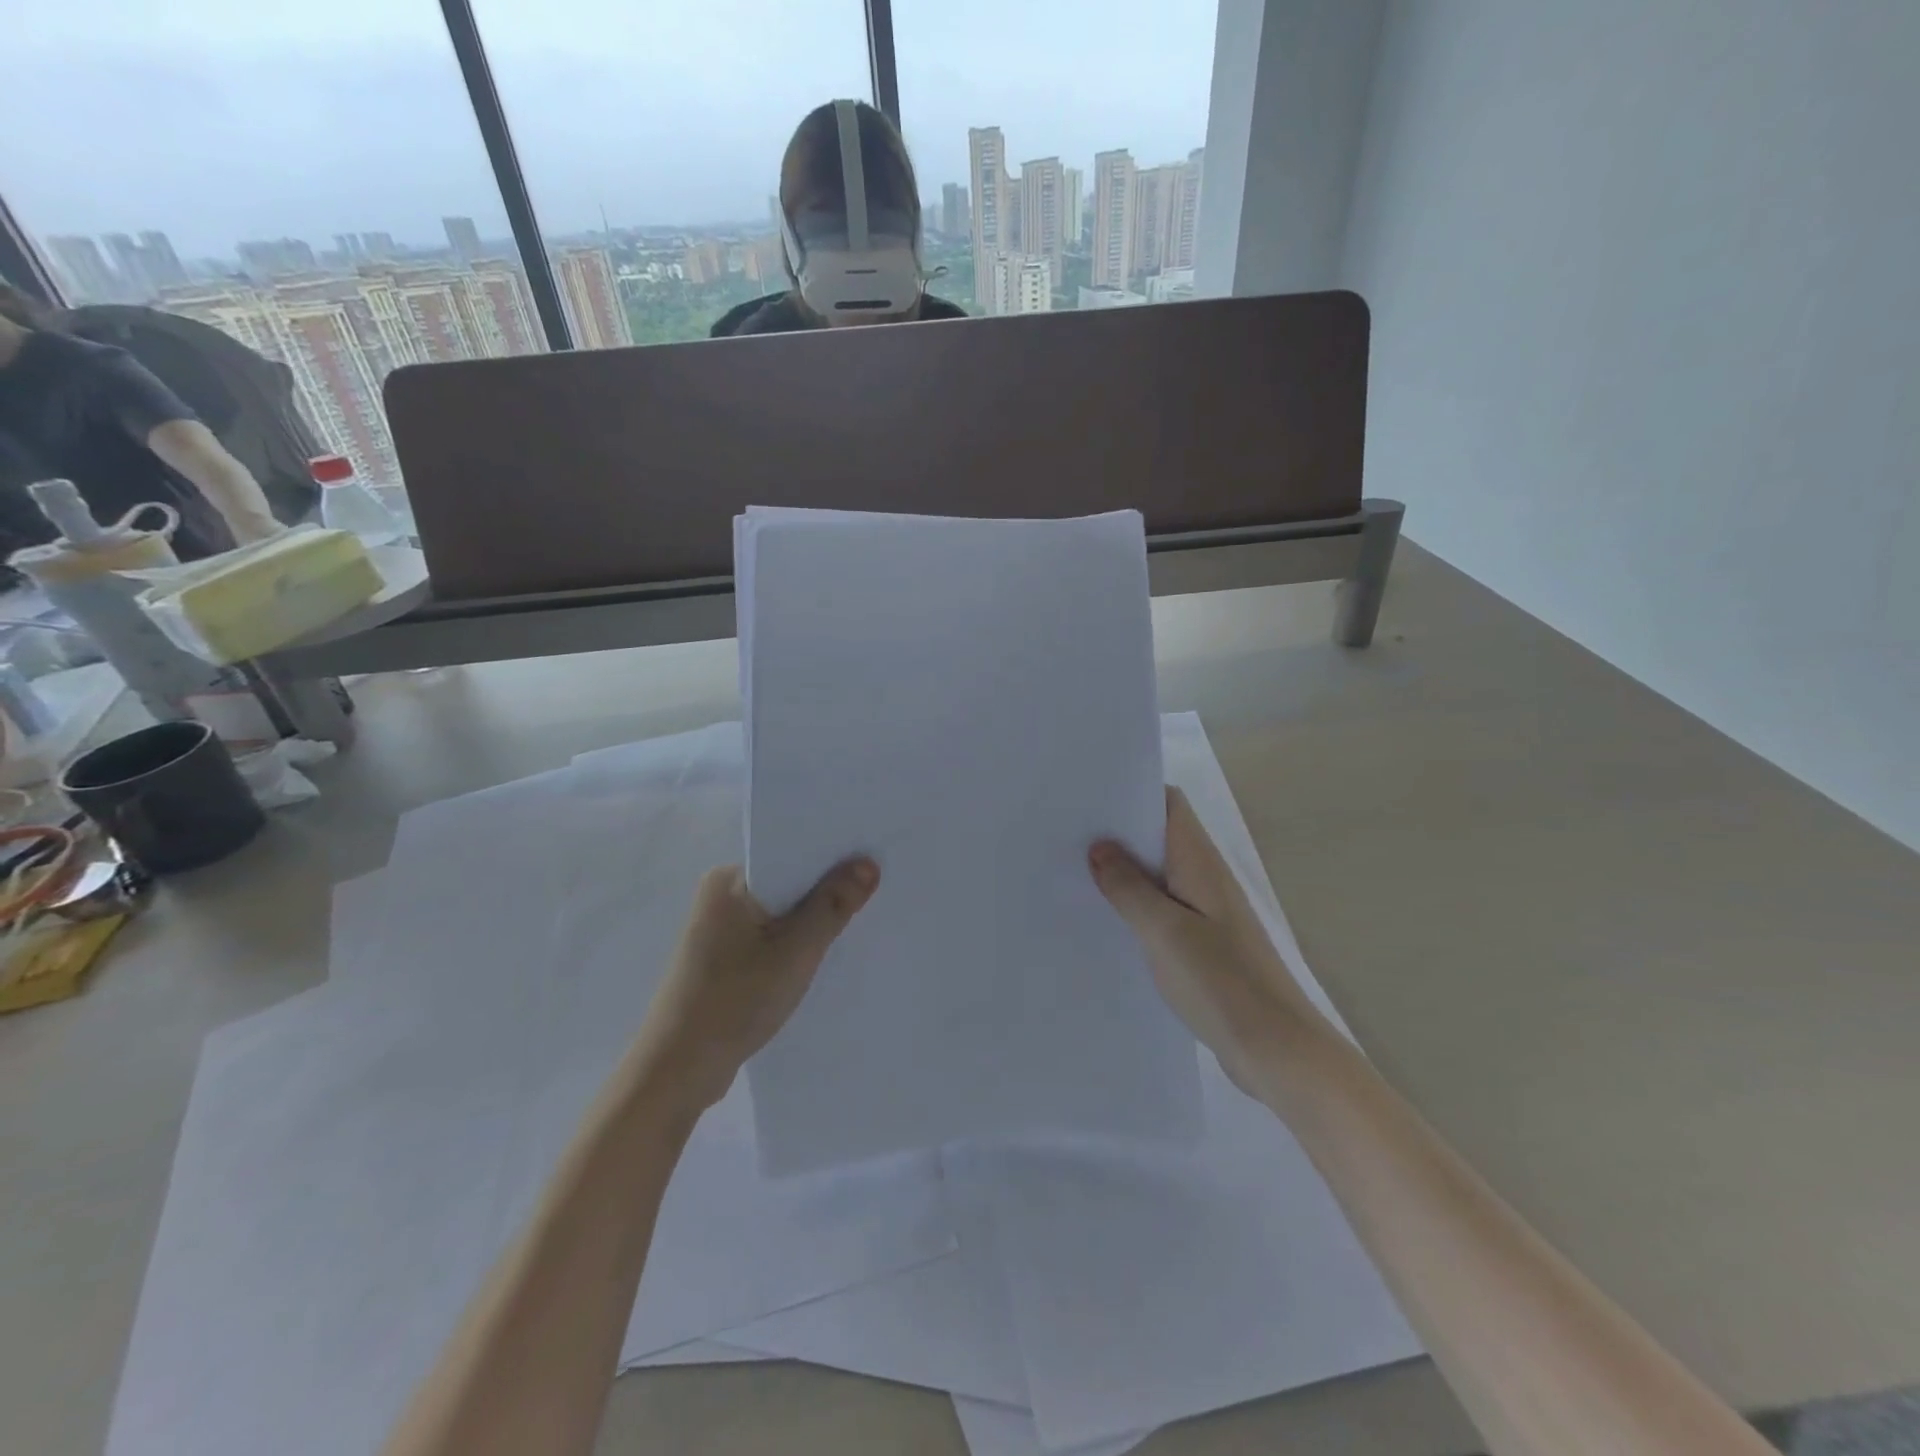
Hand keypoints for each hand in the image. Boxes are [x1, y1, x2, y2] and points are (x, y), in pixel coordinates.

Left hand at [629, 857, 879, 1116]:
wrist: (678, 1071)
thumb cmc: (736, 999)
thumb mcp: (796, 949)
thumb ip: (833, 904)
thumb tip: (868, 863)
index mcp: (728, 879)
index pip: (790, 852)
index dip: (832, 856)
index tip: (873, 857)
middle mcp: (720, 895)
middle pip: (788, 882)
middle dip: (826, 889)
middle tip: (877, 889)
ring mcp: (718, 930)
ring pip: (780, 913)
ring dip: (812, 920)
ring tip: (858, 920)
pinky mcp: (722, 960)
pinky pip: (770, 938)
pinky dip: (794, 944)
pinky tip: (823, 954)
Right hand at [1090, 788, 1325, 1097]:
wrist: (1277, 1051)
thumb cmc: (1222, 982)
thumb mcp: (1165, 931)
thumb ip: (1129, 887)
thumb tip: (1099, 846)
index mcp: (1200, 863)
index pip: (1168, 804)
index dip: (1131, 792)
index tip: (1086, 797)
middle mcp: (1205, 878)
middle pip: (1159, 836)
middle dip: (1117, 832)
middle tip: (1065, 835)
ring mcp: (1205, 912)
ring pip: (1157, 874)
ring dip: (1123, 871)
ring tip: (1073, 873)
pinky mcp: (1202, 944)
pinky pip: (1161, 909)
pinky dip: (1134, 906)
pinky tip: (1104, 920)